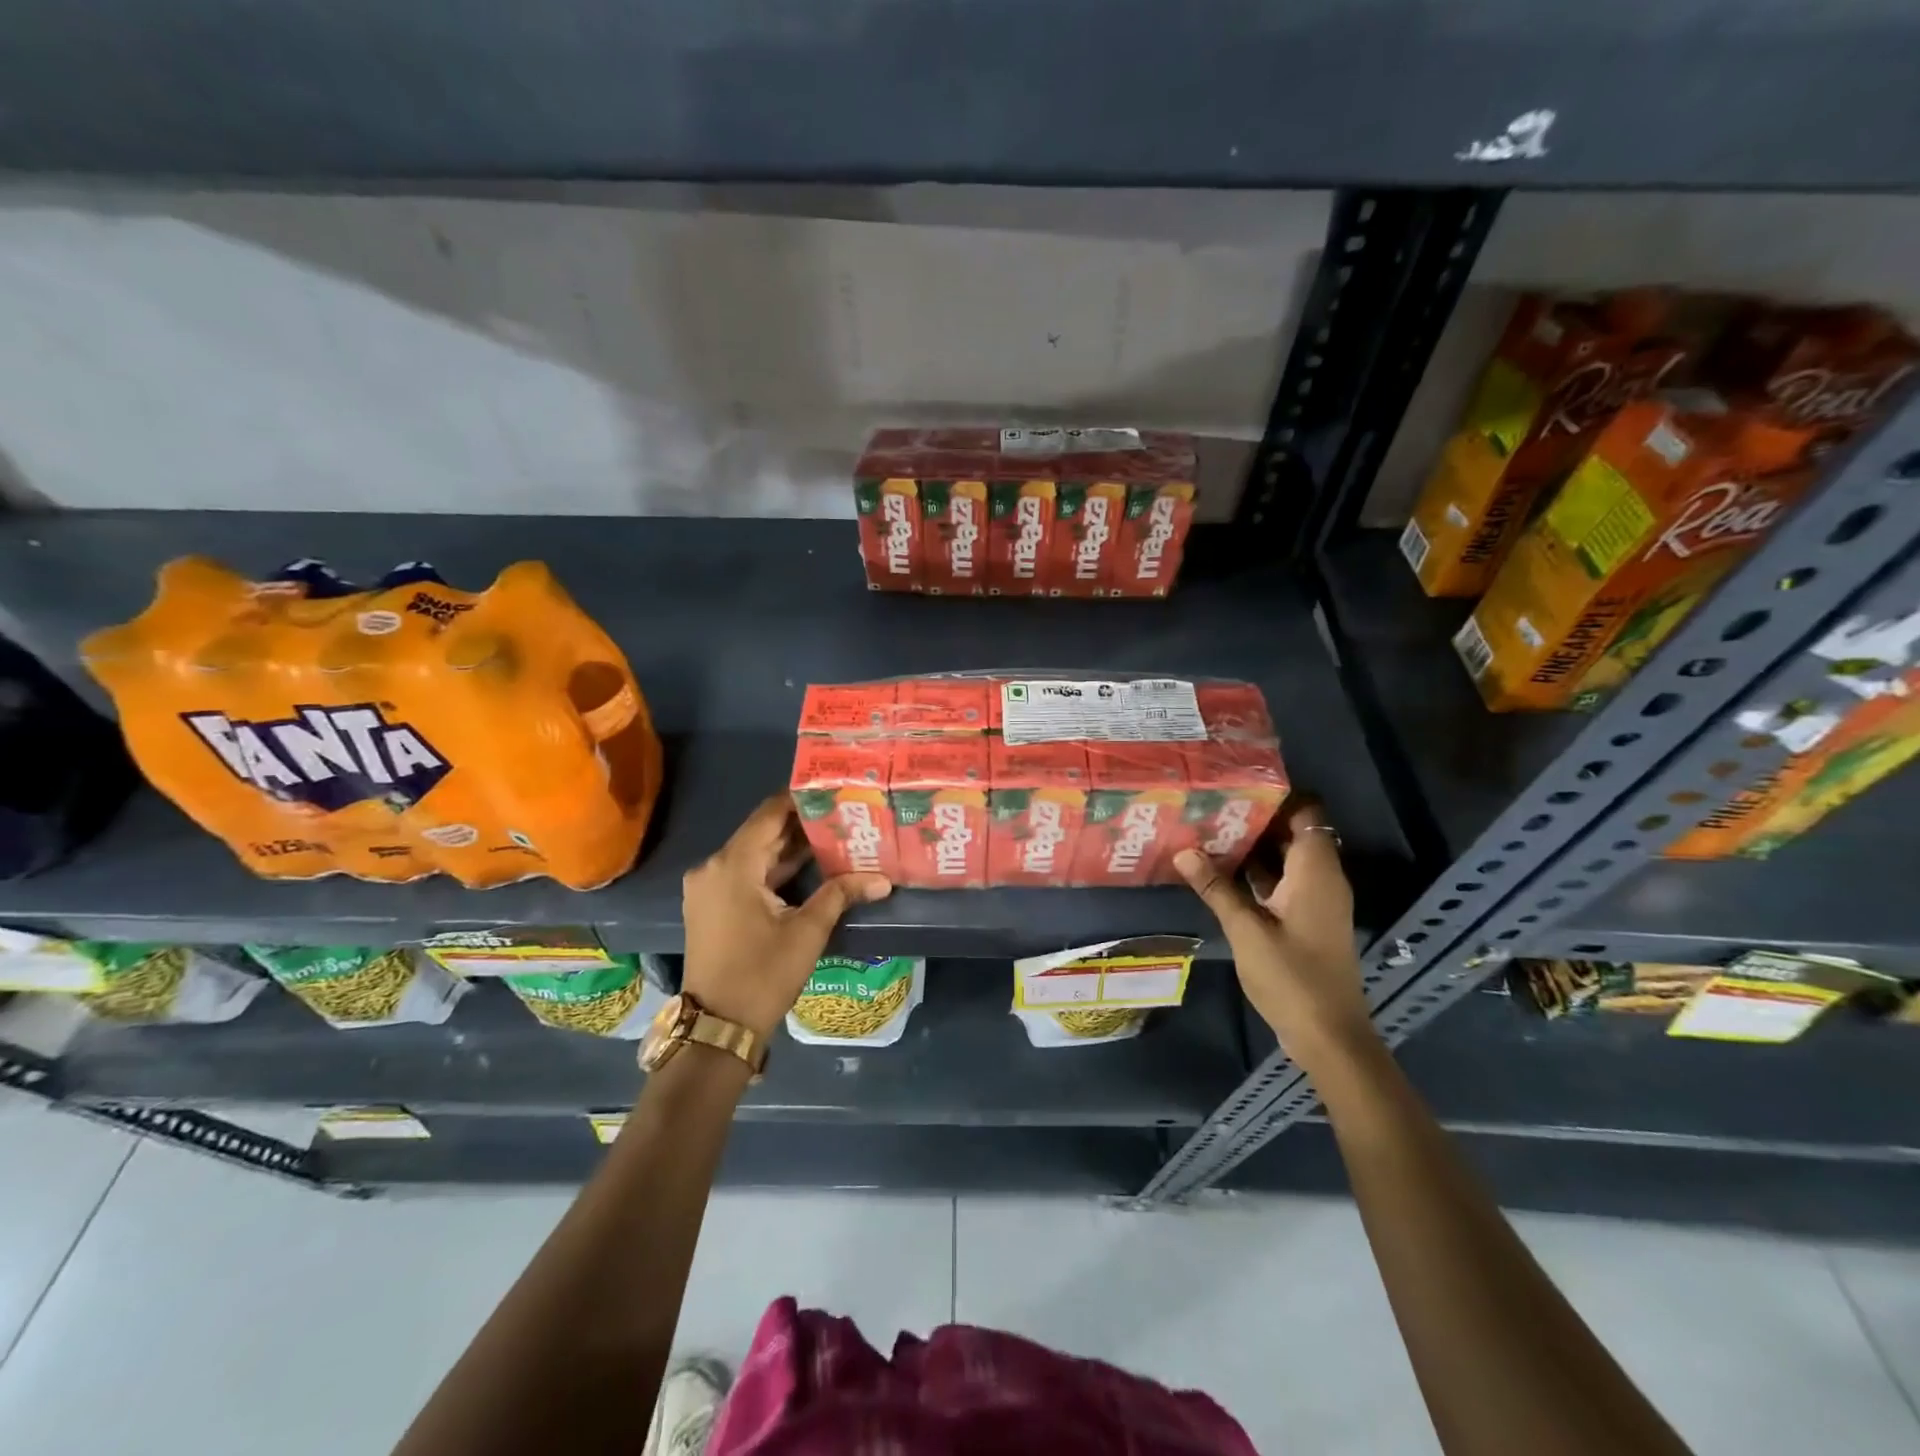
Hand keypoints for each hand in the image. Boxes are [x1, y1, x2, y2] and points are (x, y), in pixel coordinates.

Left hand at [682, 796, 891, 1039]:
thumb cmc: (762, 975)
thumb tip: (883, 880)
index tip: (833, 790)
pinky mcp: (711, 904)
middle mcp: (713, 867)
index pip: (769, 814)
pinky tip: (808, 864)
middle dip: (801, 824)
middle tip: (841, 811)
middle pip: (761, 832)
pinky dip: (773, 867)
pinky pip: (745, 872)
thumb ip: (841, 894)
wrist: (718, 1027)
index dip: (800, 799)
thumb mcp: (807, 931)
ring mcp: (708, 886)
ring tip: (833, 833)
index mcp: (732, 865)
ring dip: (789, 847)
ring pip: (754, 853)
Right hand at [1173, 797, 1377, 1074]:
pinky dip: (1257, 874)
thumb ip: (1216, 887)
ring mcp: (1315, 900)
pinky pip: (1282, 882)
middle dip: (1255, 818)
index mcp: (1316, 871)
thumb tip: (1184, 850)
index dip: (1276, 794)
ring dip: (1253, 846)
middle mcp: (1321, 878)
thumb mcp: (1246, 929)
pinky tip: (1220, 871)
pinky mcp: (1306, 919)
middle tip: (1211, 804)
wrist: (1329, 1035)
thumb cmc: (1292, 976)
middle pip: (1293, 832)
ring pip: (1285, 858)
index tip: (1236, 782)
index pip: (1306, 813)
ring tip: (1208, 829)